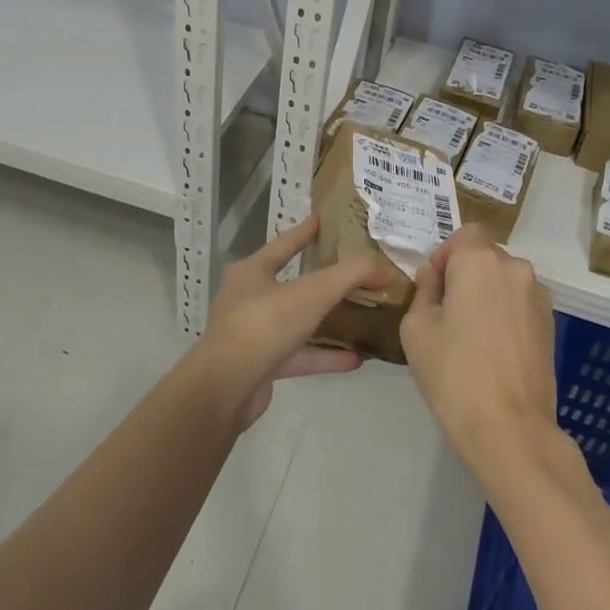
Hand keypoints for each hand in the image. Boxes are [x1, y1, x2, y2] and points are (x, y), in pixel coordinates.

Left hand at [194, 216, 390, 428]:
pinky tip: (355, 359)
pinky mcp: (262, 366)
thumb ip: (350, 275)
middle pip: (291, 283)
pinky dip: (325, 356)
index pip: (283, 244)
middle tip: (353, 271)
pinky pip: (300, 355)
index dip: (304, 231)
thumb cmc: (264, 325)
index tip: (323, 220)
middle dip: (321, 279)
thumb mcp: (313, 292)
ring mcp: (254, 334)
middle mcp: (249, 299)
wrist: (225, 389)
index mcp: (252, 272)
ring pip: (298, 322)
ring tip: (362, 317)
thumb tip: (384, 268)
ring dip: (328, 321)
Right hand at [401, 226, 560, 482]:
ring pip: (504, 280)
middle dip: (465, 274)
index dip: (445, 256)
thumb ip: (424, 291)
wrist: (509, 428)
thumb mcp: (416, 329)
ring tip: (473, 336)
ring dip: (488, 293)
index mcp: (480, 261)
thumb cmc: (454, 374)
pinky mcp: (551, 323)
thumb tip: (437, 278)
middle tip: (448, 314)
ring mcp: (539, 296)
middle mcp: (515, 268)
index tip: (434, 289)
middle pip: (485, 256)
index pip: (463, 234)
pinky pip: (520, 302)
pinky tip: (494, 349)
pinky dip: (506, 313)